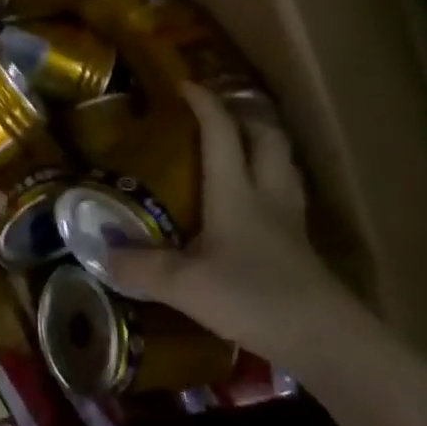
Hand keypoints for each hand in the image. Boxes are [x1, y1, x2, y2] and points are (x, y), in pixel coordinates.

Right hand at [96, 83, 354, 364]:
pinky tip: (256, 206)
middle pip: (267, 138)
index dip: (204, 103)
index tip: (184, 84)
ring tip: (241, 148)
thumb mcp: (185, 285)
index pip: (221, 132)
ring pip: (284, 165)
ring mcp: (290, 222)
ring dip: (265, 147)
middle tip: (219, 115)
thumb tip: (101, 254)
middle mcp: (266, 195)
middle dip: (245, 117)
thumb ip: (141, 267)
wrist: (326, 341)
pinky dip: (272, 185)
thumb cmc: (253, 297)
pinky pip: (288, 198)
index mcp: (235, 190)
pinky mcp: (303, 249)